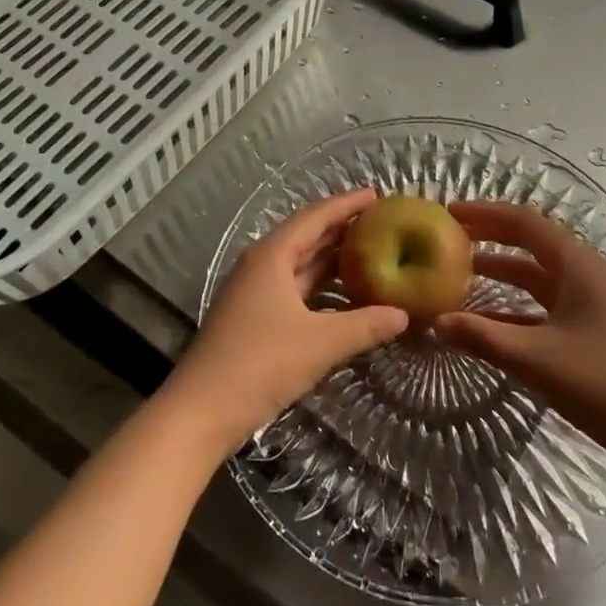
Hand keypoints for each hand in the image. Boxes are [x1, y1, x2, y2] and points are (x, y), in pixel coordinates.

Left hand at [161, 188, 408, 456]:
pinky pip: (295, 289)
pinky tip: (344, 295)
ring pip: (300, 265)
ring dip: (332, 259)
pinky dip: (321, 286)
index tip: (377, 194)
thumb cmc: (260, 364)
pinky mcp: (254, 317)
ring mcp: (255, 292)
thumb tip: (404, 314)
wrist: (201, 411)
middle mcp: (261, 265)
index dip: (346, 204)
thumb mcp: (321, 343)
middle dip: (342, 228)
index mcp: (272, 256)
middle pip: (307, 237)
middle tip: (381, 222)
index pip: (315, 217)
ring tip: (371, 252)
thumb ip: (365, 325)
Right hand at [434, 201, 605, 469]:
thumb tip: (433, 321)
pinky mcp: (586, 328)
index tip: (448, 211)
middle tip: (448, 234)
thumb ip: (482, 337)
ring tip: (458, 269)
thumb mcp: (535, 358)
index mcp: (576, 264)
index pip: (523, 221)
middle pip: (528, 241)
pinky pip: (540, 303)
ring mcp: (586, 301)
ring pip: (534, 273)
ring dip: (498, 268)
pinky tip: (483, 318)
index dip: (484, 213)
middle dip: (489, 234)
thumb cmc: (602, 384)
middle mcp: (581, 273)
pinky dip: (511, 304)